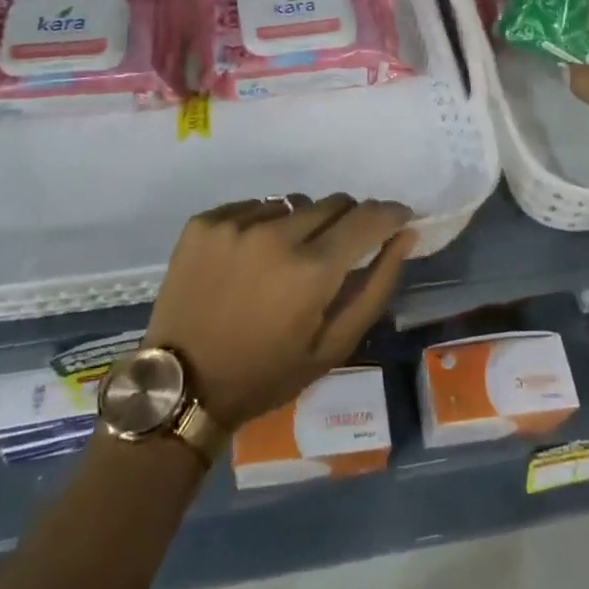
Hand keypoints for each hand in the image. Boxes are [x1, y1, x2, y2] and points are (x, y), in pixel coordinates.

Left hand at [145, 194, 417, 430]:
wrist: (183, 385)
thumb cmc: (267, 373)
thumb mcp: (333, 344)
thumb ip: (376, 285)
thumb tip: (405, 234)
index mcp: (312, 269)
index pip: (368, 217)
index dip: (390, 214)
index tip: (399, 219)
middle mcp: (276, 234)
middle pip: (333, 203)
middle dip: (346, 222)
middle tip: (335, 254)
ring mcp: (236, 223)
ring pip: (293, 203)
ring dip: (302, 224)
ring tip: (285, 262)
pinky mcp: (205, 221)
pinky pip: (254, 207)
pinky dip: (263, 226)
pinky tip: (250, 260)